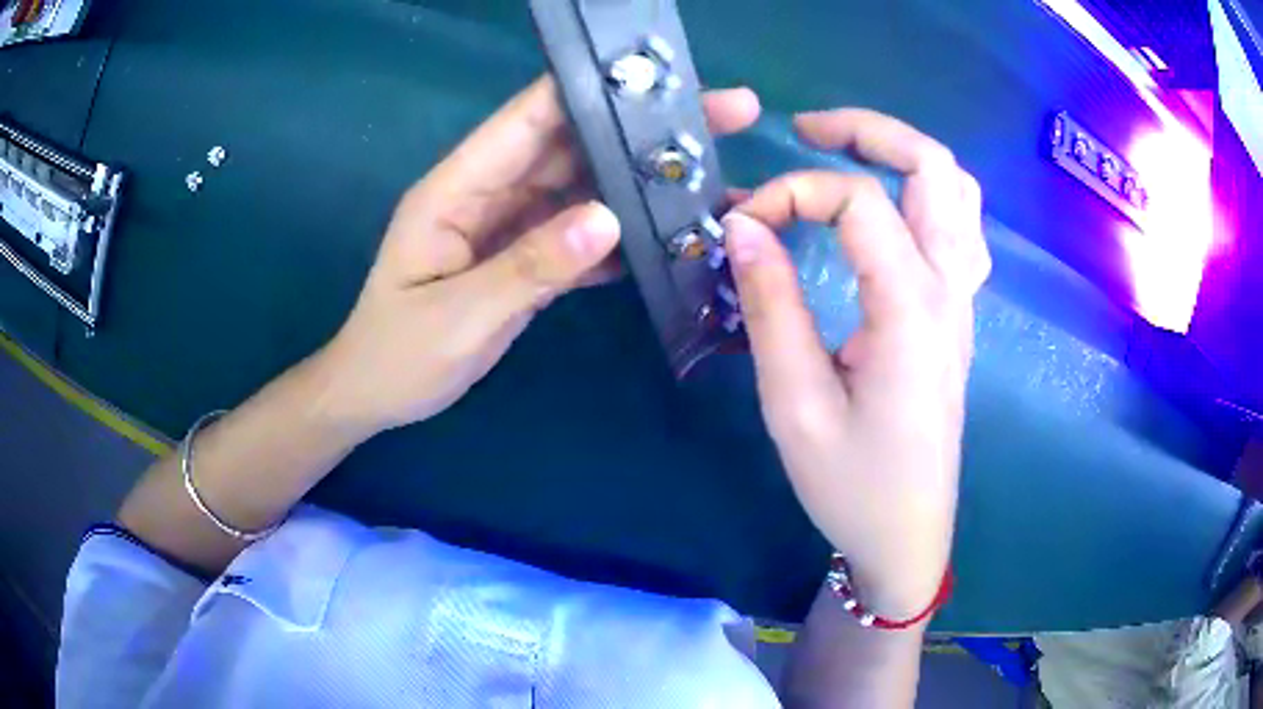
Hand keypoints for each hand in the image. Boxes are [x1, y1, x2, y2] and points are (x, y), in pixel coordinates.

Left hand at [314, 76, 761, 436]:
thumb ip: (528, 267)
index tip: (662, 77)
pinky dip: (625, 234)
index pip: (530, 117)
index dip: (593, 90)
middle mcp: (490, 193)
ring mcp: (511, 225)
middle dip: (642, 128)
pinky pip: (583, 235)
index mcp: (457, 188)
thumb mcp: (457, 315)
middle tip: (724, 116)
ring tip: (714, 176)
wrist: (375, 395)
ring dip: (642, 180)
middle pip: (573, 144)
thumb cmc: (397, 355)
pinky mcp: (527, 259)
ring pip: (585, 187)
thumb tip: (608, 220)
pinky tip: (673, 237)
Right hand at [722, 109, 989, 618]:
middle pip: (935, 168)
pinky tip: (891, 210)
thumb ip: (771, 306)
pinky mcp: (958, 318)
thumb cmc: (852, 485)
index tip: (741, 224)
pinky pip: (960, 229)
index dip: (793, 193)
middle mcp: (950, 290)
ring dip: (906, 156)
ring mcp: (963, 302)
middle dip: (870, 131)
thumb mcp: (794, 403)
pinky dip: (926, 196)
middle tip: (807, 129)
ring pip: (958, 193)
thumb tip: (743, 227)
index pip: (859, 203)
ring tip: (848, 153)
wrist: (906, 535)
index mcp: (912, 308)